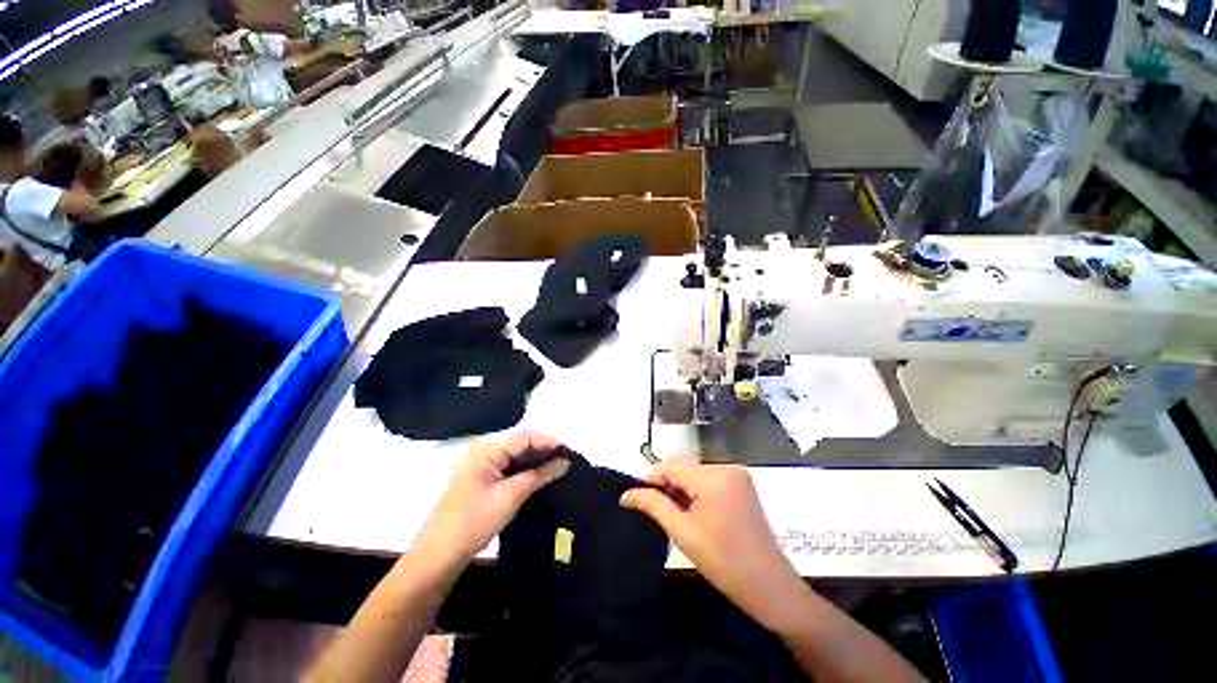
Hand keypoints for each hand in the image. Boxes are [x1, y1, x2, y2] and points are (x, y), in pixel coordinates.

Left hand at [416, 432, 569, 568]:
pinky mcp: (481, 478)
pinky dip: (524, 469)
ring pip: (515, 454)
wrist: (439, 556)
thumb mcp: (511, 496)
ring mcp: (480, 464)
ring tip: (558, 466)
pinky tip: (539, 476)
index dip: (548, 441)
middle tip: (566, 459)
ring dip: (535, 459)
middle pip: (519, 442)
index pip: (524, 436)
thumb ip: (540, 475)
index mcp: (485, 449)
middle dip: (543, 449)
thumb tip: (565, 462)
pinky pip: (508, 466)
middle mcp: (482, 451)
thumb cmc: (474, 522)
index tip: (570, 451)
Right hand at [621, 462, 808, 632]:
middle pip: (683, 466)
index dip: (651, 478)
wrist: (769, 585)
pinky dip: (697, 489)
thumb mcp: (682, 533)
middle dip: (667, 483)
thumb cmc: (723, 562)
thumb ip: (653, 505)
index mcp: (713, 479)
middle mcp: (726, 468)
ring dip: (682, 487)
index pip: (671, 466)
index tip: (636, 495)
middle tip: (658, 509)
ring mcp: (737, 474)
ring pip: (695, 471)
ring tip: (677, 514)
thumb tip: (626, 494)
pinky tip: (695, 510)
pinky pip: (709, 477)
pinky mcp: (742, 483)